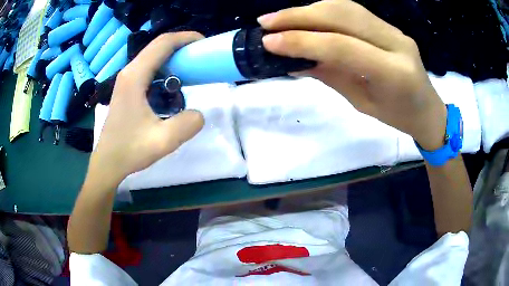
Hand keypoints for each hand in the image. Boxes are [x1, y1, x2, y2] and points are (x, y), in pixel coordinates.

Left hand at [89, 32, 204, 184]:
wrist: (108, 162)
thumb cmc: (129, 150)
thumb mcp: (163, 141)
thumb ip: (187, 125)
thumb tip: (198, 114)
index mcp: (135, 77)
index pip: (163, 43)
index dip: (186, 38)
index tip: (205, 43)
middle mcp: (129, 72)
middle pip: (158, 47)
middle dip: (182, 48)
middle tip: (201, 60)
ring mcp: (126, 80)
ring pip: (153, 58)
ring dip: (173, 60)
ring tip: (190, 74)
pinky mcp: (127, 89)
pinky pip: (149, 71)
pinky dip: (165, 72)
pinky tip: (172, 90)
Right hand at [258, 0, 446, 150]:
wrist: (426, 108)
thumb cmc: (398, 116)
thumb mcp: (362, 103)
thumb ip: (331, 75)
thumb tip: (295, 59)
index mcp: (394, 73)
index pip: (342, 47)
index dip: (302, 41)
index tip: (268, 42)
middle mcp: (396, 43)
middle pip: (343, 17)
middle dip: (299, 16)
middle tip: (266, 22)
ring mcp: (394, 30)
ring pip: (346, 7)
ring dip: (309, 9)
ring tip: (281, 18)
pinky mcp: (389, 25)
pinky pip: (353, 10)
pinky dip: (325, 10)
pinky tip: (307, 15)